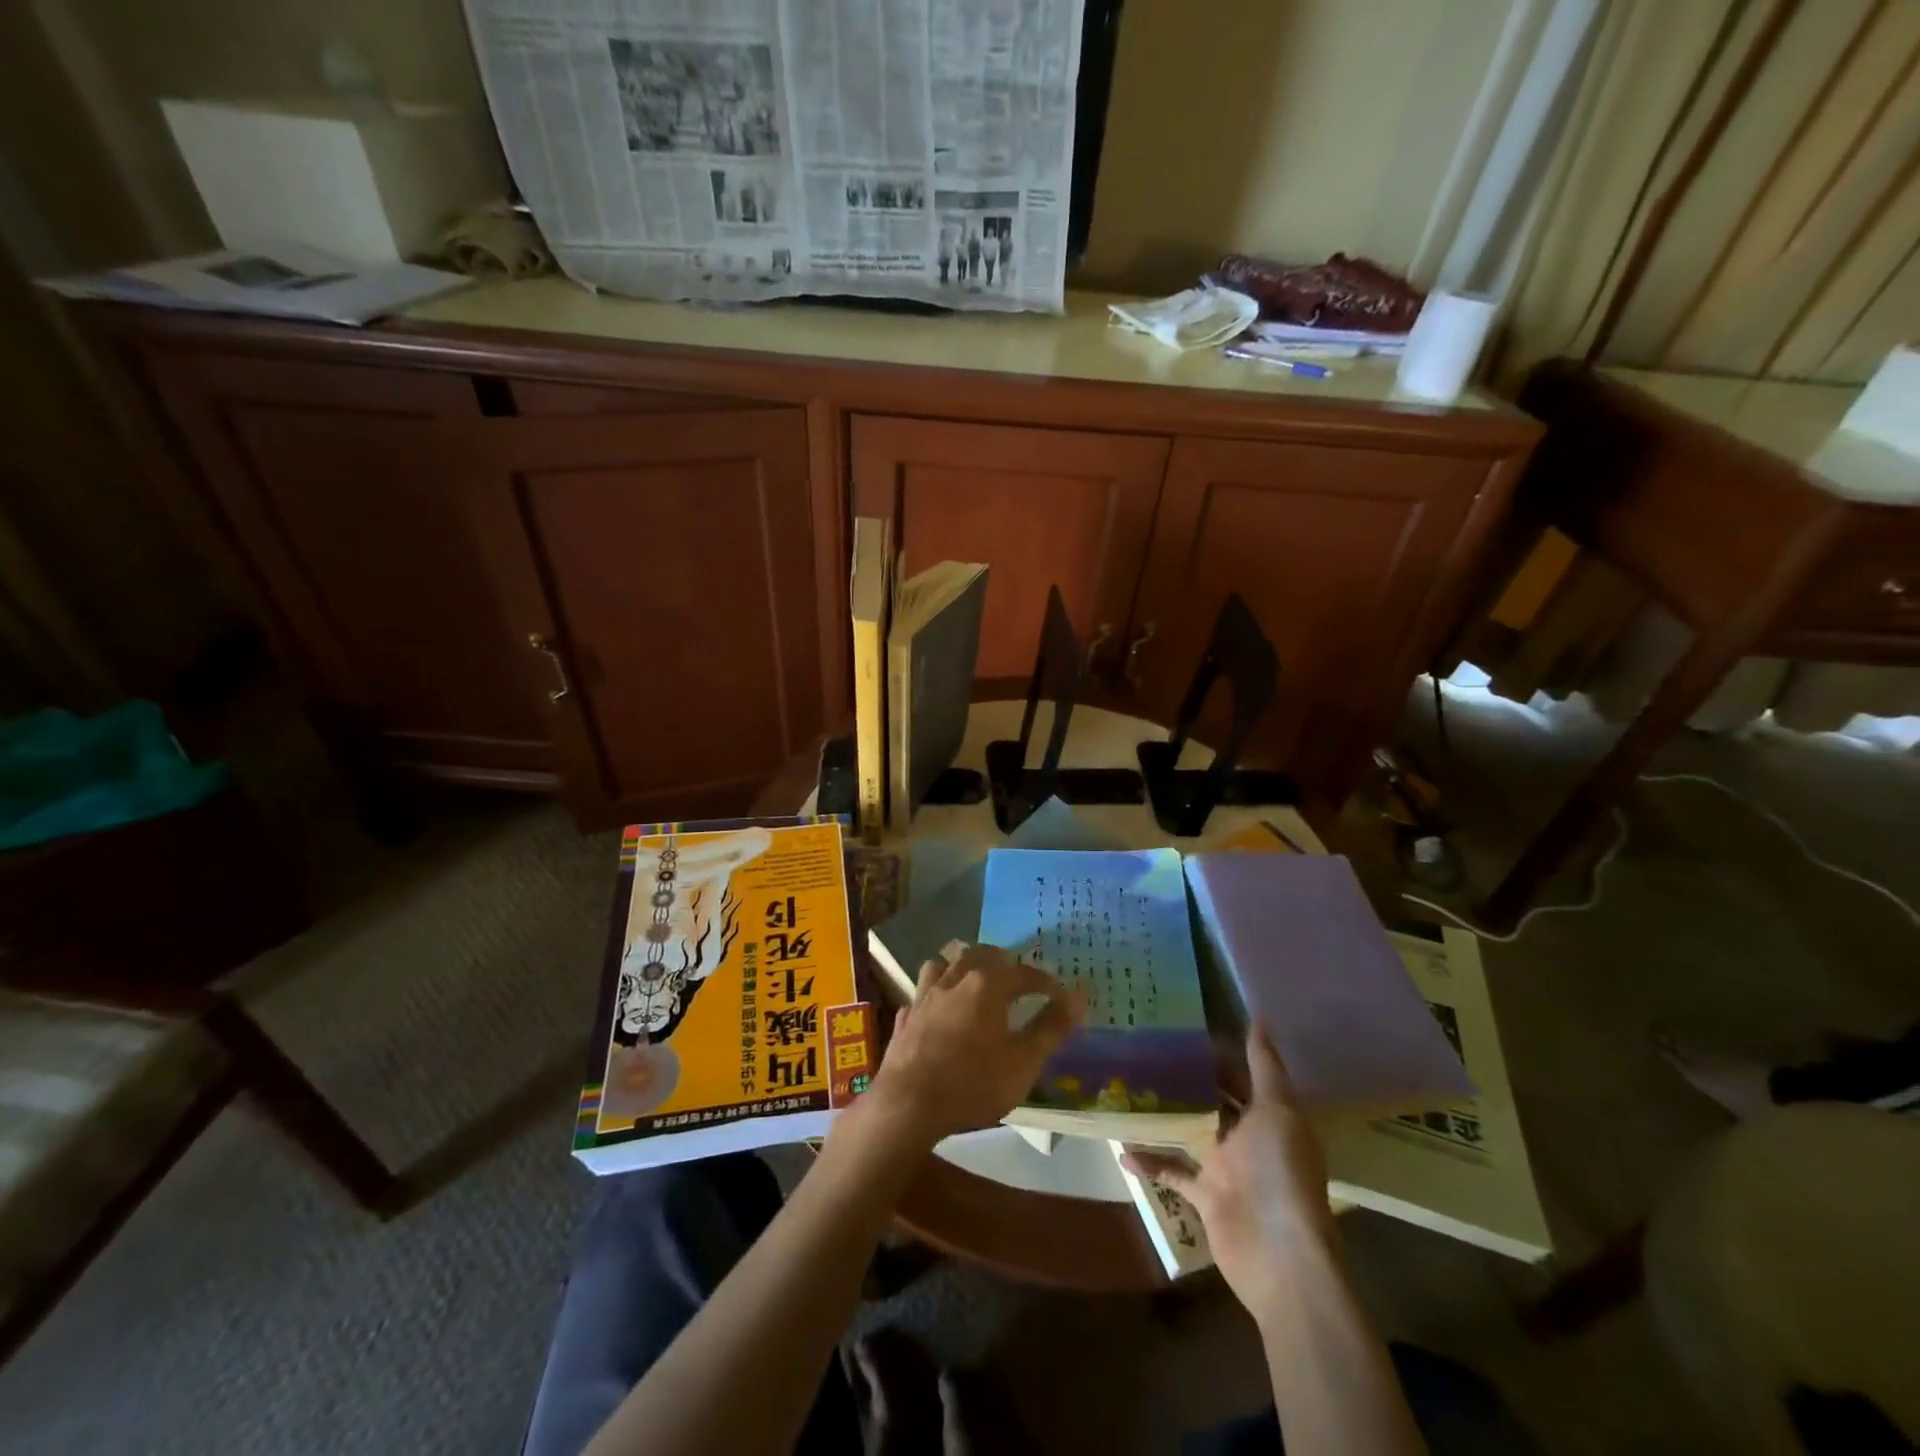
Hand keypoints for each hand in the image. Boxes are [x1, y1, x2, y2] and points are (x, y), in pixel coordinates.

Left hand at [864, 941, 1083, 1149]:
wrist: (908, 1105)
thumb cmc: (972, 1083)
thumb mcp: (1023, 1062)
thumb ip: (1051, 1028)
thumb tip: (1078, 997)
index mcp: (986, 985)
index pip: (1023, 973)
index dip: (1045, 982)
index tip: (1061, 995)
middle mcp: (954, 980)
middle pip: (980, 955)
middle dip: (1002, 962)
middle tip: (1018, 977)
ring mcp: (924, 996)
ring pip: (944, 964)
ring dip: (962, 966)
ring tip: (974, 980)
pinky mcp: (904, 1016)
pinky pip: (921, 993)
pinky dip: (935, 994)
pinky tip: (938, 1008)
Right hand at [1125, 1024, 1337, 1318]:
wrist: (1279, 1255)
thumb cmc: (1279, 1172)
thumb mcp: (1276, 1110)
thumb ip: (1264, 1066)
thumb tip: (1258, 1017)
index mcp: (1269, 1116)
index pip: (1242, 1076)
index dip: (1219, 1053)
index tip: (1182, 1028)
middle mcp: (1249, 1139)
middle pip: (1215, 1102)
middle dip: (1187, 1080)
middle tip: (1147, 1050)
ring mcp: (1225, 1168)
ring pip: (1191, 1132)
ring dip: (1166, 1116)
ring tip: (1130, 1087)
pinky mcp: (1205, 1196)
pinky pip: (1173, 1171)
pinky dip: (1150, 1161)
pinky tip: (1121, 1147)